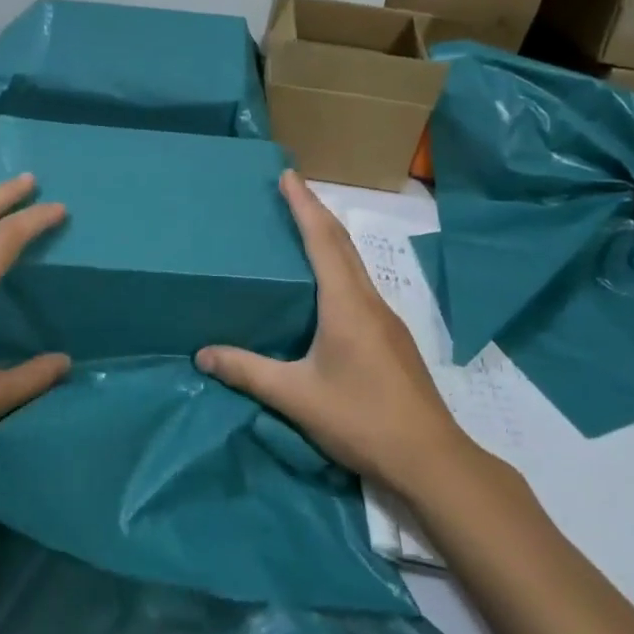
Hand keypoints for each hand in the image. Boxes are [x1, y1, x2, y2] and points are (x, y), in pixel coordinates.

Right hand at [196, 171, 470, 499]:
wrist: (431, 459)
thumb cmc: (361, 419)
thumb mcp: (296, 397)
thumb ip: (248, 372)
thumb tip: (202, 354)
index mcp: (346, 304)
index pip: (322, 240)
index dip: (303, 205)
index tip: (288, 175)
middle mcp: (369, 301)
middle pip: (342, 243)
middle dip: (317, 210)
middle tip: (292, 188)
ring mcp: (386, 320)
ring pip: (354, 264)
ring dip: (330, 237)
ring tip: (304, 225)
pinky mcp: (392, 339)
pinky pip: (360, 285)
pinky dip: (340, 265)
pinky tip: (328, 285)